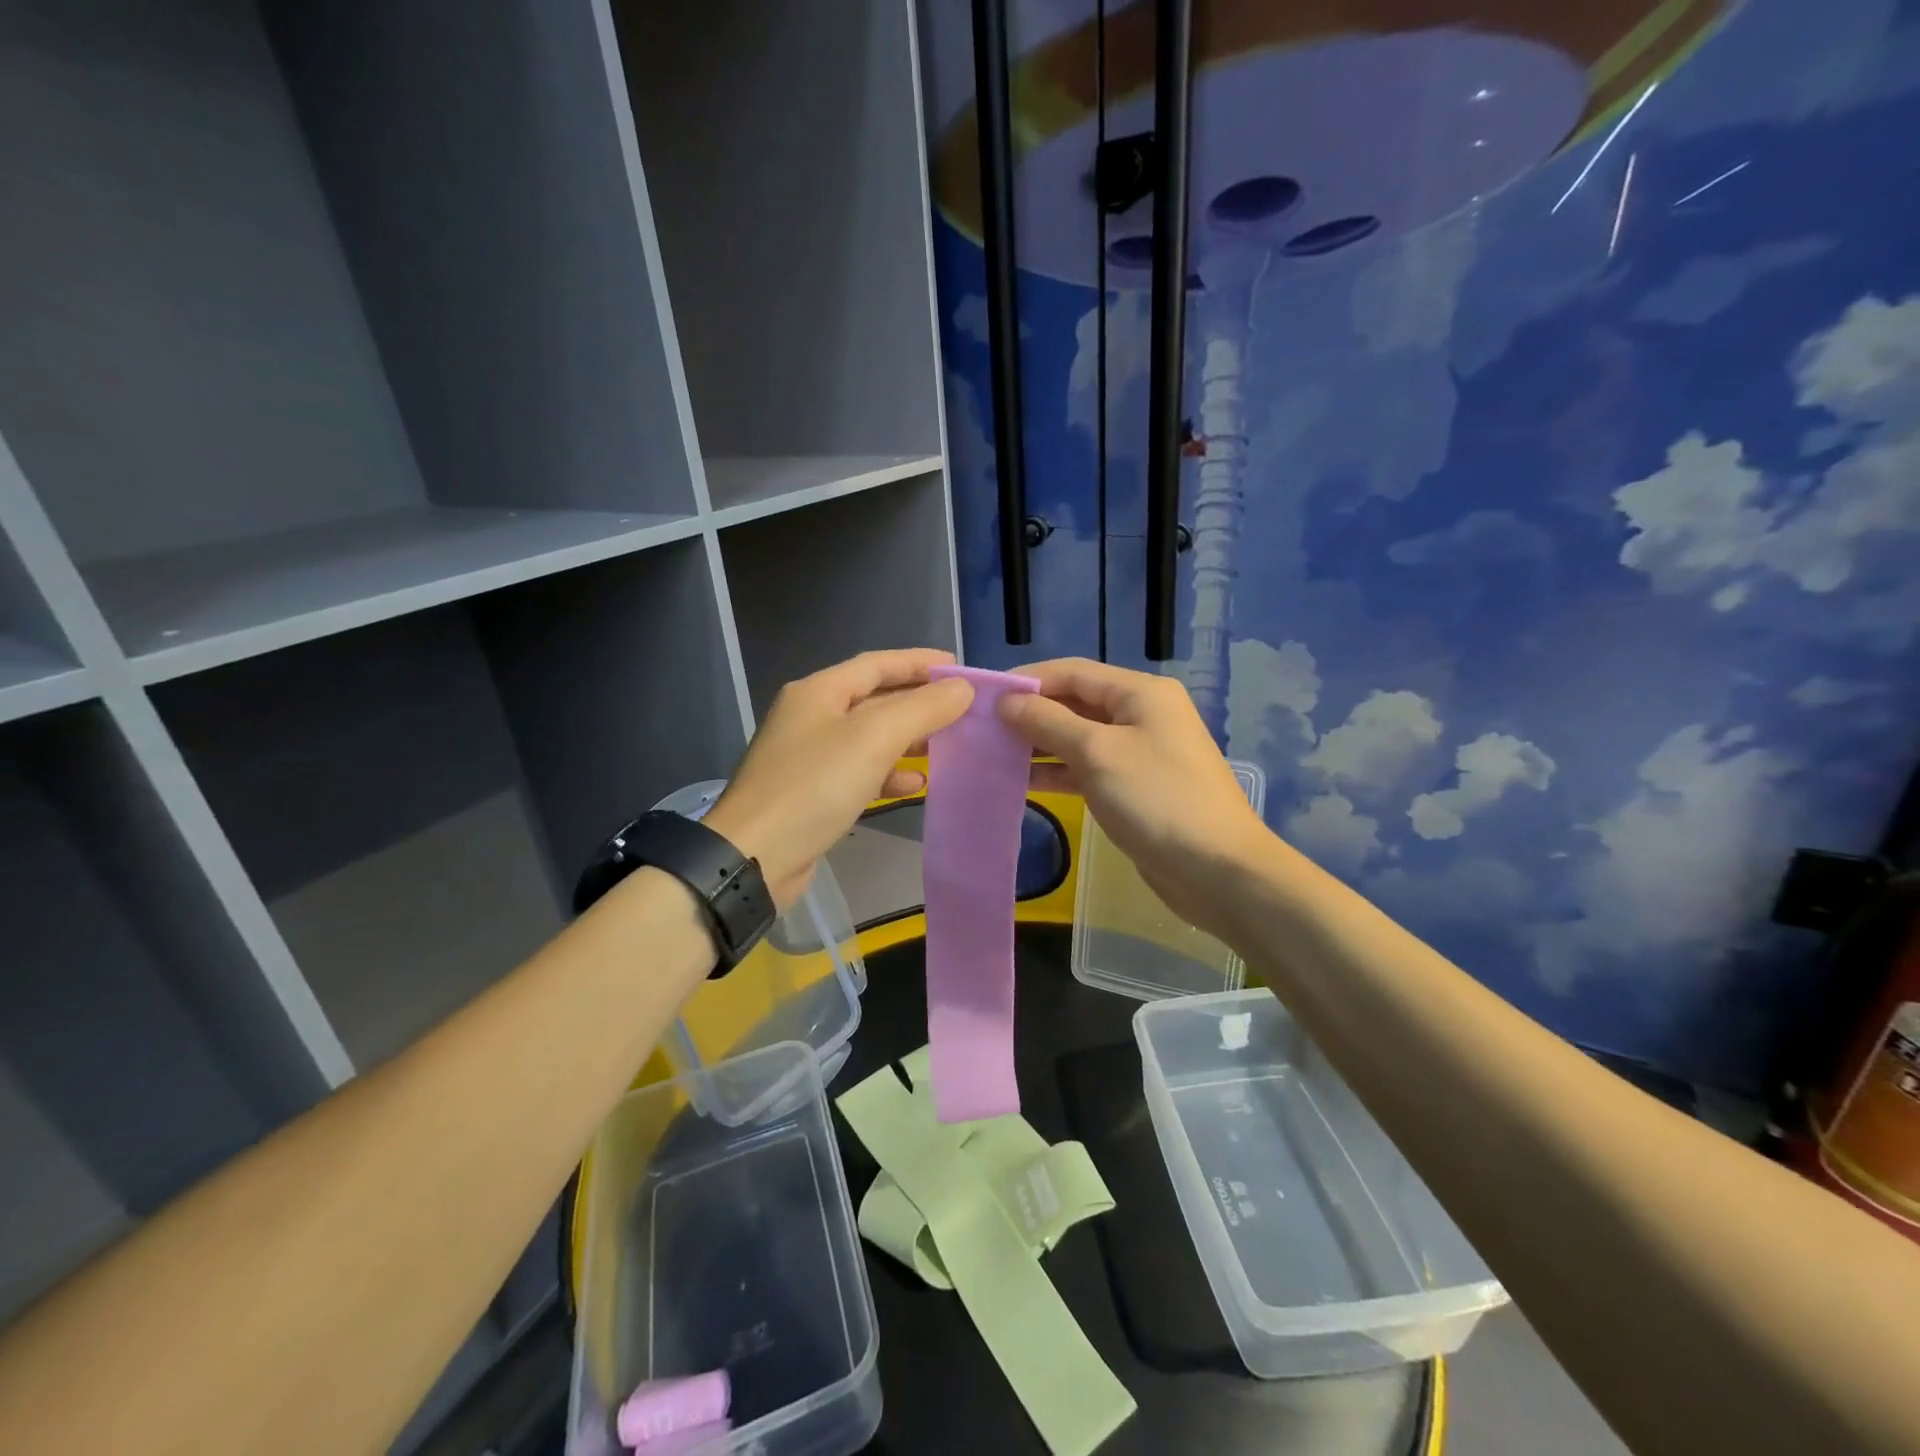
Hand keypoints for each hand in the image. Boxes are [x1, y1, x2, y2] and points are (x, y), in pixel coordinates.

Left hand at [704, 649, 972, 907]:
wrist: (754, 856)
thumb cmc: (814, 786)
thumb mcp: (873, 739)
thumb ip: (922, 709)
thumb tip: (961, 688)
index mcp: (819, 691)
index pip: (878, 663)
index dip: (920, 662)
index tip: (960, 669)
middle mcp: (812, 716)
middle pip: (875, 698)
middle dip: (919, 702)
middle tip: (962, 710)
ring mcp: (810, 755)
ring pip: (870, 737)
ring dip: (908, 739)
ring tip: (947, 746)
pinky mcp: (813, 792)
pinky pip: (861, 771)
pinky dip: (889, 773)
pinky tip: (915, 785)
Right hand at [997, 658, 1269, 932]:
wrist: (1217, 870)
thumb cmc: (1157, 800)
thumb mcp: (1098, 754)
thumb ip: (1049, 723)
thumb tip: (1007, 701)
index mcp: (1140, 693)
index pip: (1073, 672)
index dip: (1028, 680)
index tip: (984, 695)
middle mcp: (1141, 714)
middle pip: (1076, 702)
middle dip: (1031, 712)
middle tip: (983, 727)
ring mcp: (1139, 752)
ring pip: (1079, 737)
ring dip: (1040, 744)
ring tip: (994, 753)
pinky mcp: (1134, 786)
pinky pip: (1088, 767)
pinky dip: (1058, 771)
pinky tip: (1023, 781)